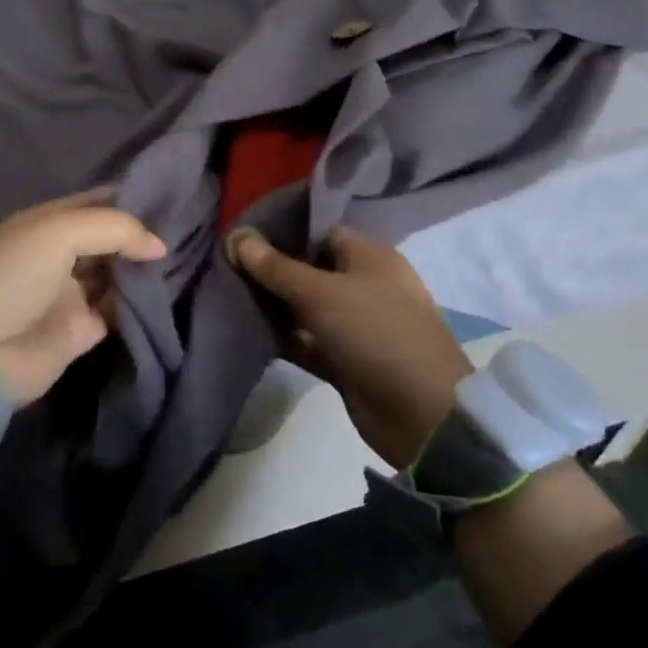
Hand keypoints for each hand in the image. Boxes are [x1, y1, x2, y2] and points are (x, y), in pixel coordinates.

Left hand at [0, 188, 167, 406]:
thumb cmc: (13, 275)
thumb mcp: (58, 232)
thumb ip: (114, 228)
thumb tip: (160, 246)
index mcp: (49, 223)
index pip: (97, 202)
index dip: (130, 197)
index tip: (170, 195)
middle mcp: (62, 253)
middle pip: (111, 238)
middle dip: (142, 233)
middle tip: (186, 228)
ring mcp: (73, 292)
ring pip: (119, 273)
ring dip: (145, 267)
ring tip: (186, 257)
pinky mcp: (83, 329)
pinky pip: (121, 310)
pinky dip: (142, 303)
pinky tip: (168, 291)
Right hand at [226, 224, 473, 468]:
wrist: (422, 415)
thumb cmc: (375, 333)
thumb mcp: (321, 293)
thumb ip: (276, 267)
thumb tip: (237, 236)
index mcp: (369, 256)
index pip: (319, 232)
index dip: (282, 232)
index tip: (241, 238)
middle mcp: (363, 285)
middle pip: (308, 269)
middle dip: (270, 270)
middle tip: (225, 267)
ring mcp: (354, 324)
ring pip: (303, 307)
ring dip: (272, 305)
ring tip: (226, 295)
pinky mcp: (344, 359)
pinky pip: (305, 340)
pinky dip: (282, 337)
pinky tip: (245, 330)